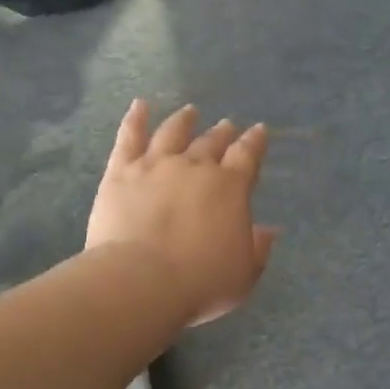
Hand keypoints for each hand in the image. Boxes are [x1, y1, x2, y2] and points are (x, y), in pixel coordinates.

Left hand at [87, 100, 276, 325]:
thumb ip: (258, 248)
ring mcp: (156, 165)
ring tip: (190, 112)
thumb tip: (268, 230)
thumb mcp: (244, 274)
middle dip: (222, 132)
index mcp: (230, 187)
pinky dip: (135, 118)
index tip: (259, 131)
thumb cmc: (200, 283)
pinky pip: (129, 137)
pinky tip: (140, 105)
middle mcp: (195, 166)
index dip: (255, 142)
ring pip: (173, 132)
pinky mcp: (121, 171)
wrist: (141, 282)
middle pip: (212, 141)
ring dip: (184, 120)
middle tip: (227, 125)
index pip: (248, 155)